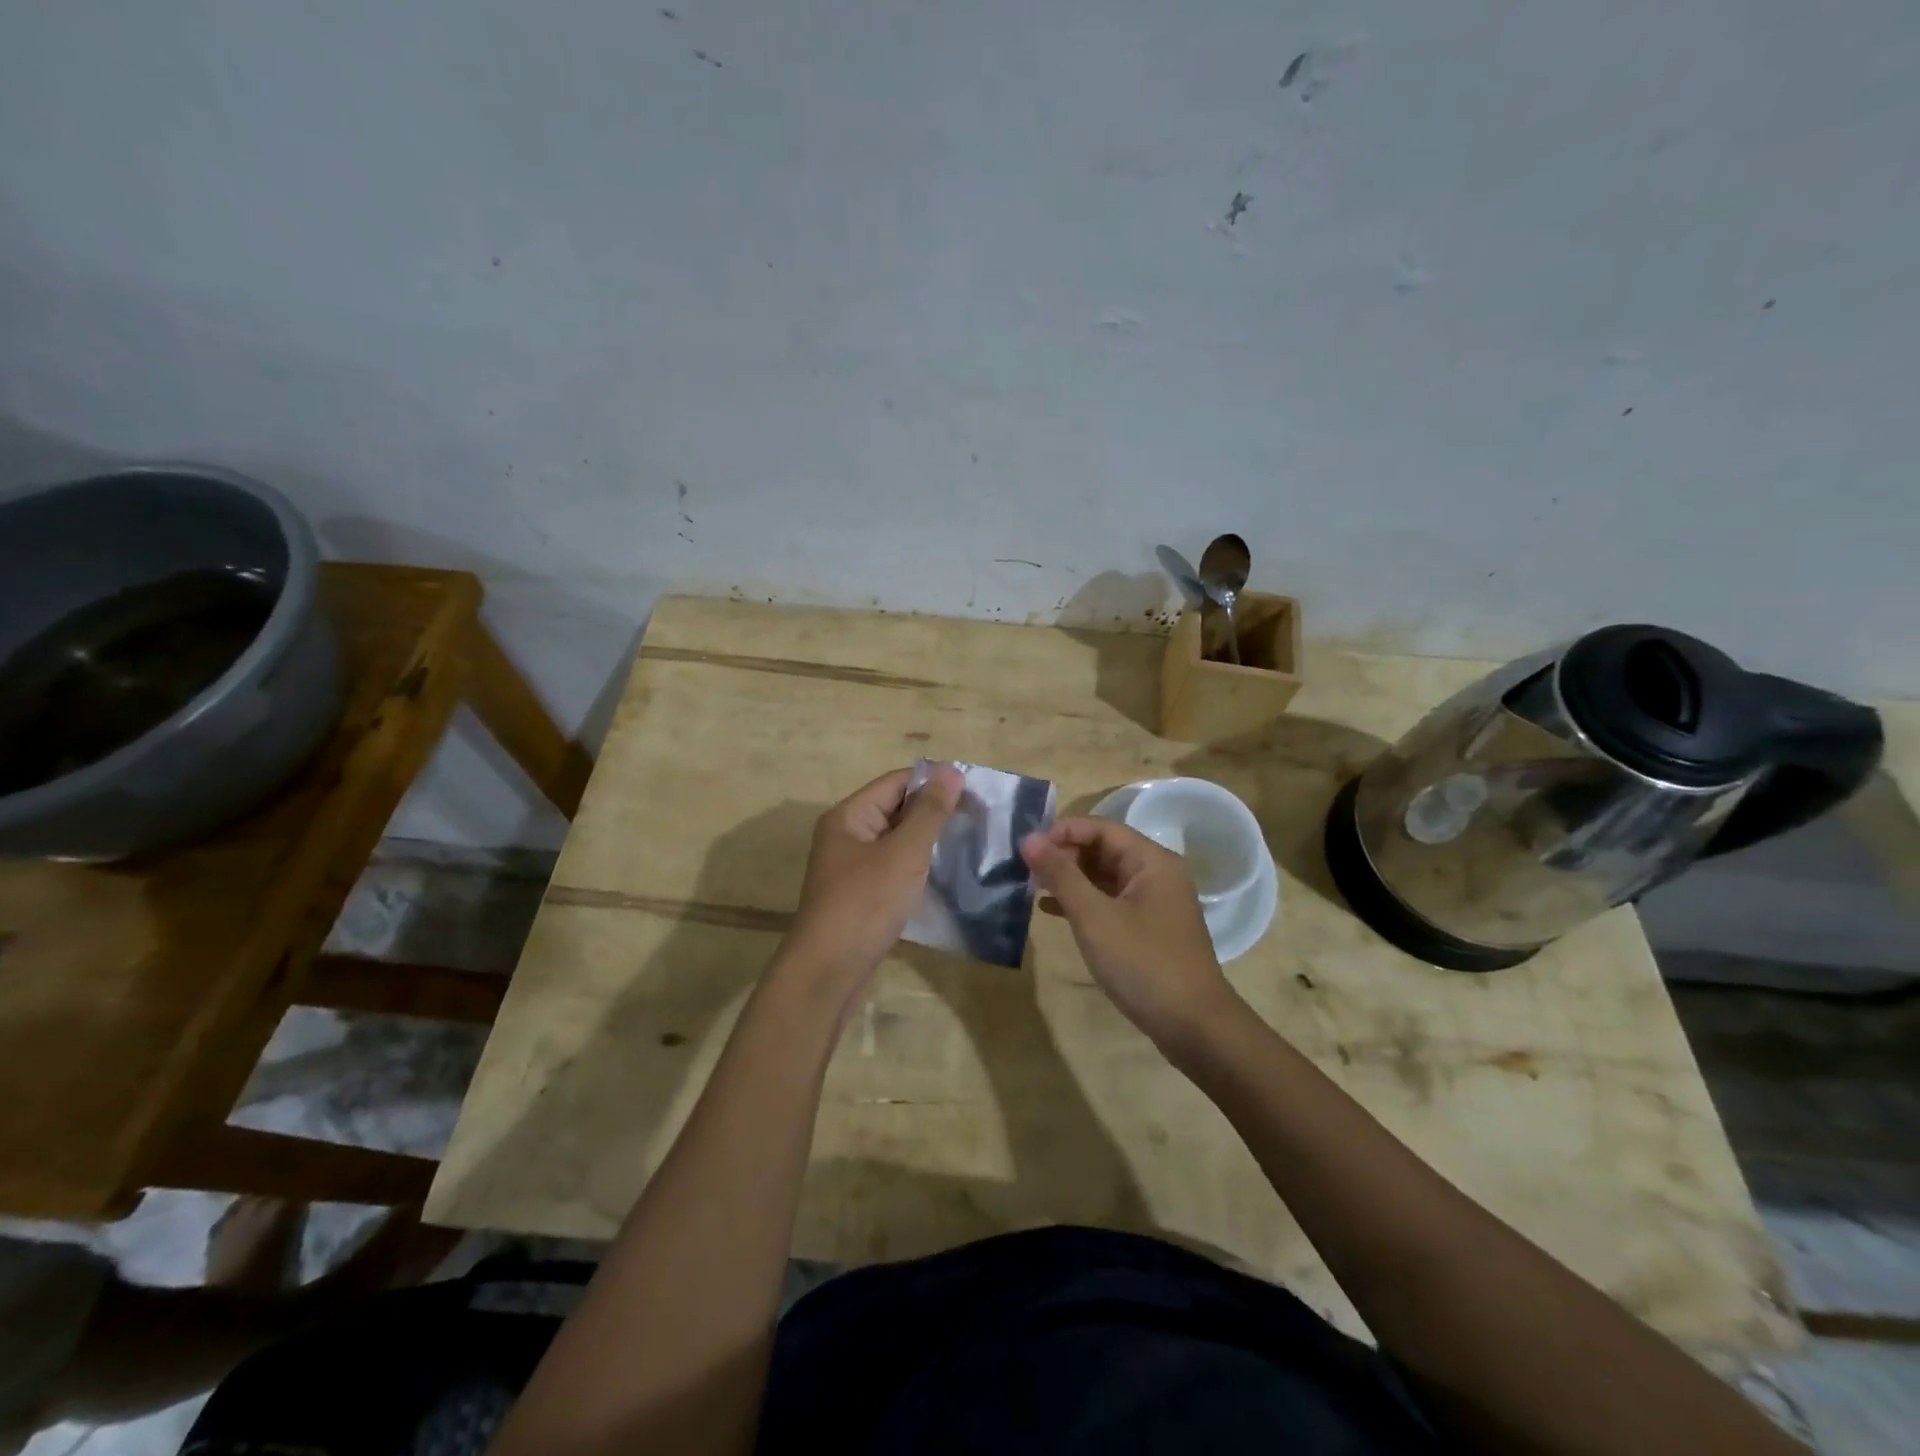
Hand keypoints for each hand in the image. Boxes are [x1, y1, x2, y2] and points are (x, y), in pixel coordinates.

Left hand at [781, 765, 964, 997]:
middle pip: (896, 811)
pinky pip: (895, 871)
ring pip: (898, 843)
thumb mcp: (904, 853)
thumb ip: (929, 812)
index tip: (974, 790)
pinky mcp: (862, 898)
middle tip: (980, 818)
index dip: (933, 782)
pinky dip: (919, 870)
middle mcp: (847, 837)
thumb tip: (951, 771)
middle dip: (935, 813)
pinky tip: (949, 877)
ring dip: (930, 843)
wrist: (828, 973)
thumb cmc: (865, 904)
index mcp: (849, 817)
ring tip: (972, 845)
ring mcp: (853, 869)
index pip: (896, 782)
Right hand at [1021, 817, 1237, 1046]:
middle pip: (1104, 850)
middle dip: (1064, 855)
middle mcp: (1157, 874)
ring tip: (1031, 887)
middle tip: (1026, 870)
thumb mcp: (1094, 917)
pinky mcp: (1148, 928)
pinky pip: (1110, 901)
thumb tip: (1029, 838)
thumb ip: (1061, 875)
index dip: (1062, 832)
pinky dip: (1083, 902)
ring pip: (1105, 877)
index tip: (1027, 847)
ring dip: (1070, 879)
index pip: (1101, 828)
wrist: (1193, 1027)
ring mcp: (1154, 903)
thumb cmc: (1143, 963)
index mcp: (1152, 861)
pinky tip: (1052, 911)